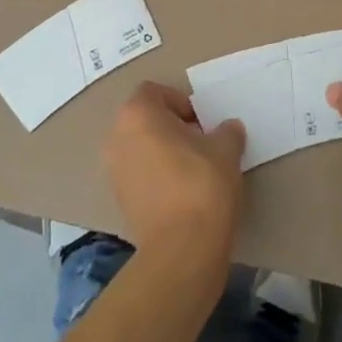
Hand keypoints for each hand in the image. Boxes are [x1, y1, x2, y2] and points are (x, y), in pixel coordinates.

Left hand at [104, 82, 245, 258]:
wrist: (181, 250)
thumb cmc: (201, 186)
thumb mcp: (226, 151)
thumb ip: (227, 132)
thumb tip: (228, 129)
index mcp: (137, 114)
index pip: (154, 91)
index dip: (180, 102)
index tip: (202, 122)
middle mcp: (116, 136)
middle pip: (144, 119)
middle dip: (171, 126)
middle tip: (201, 143)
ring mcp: (113, 169)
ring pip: (139, 147)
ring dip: (162, 151)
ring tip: (193, 169)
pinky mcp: (118, 199)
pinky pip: (137, 174)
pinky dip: (155, 176)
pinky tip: (181, 193)